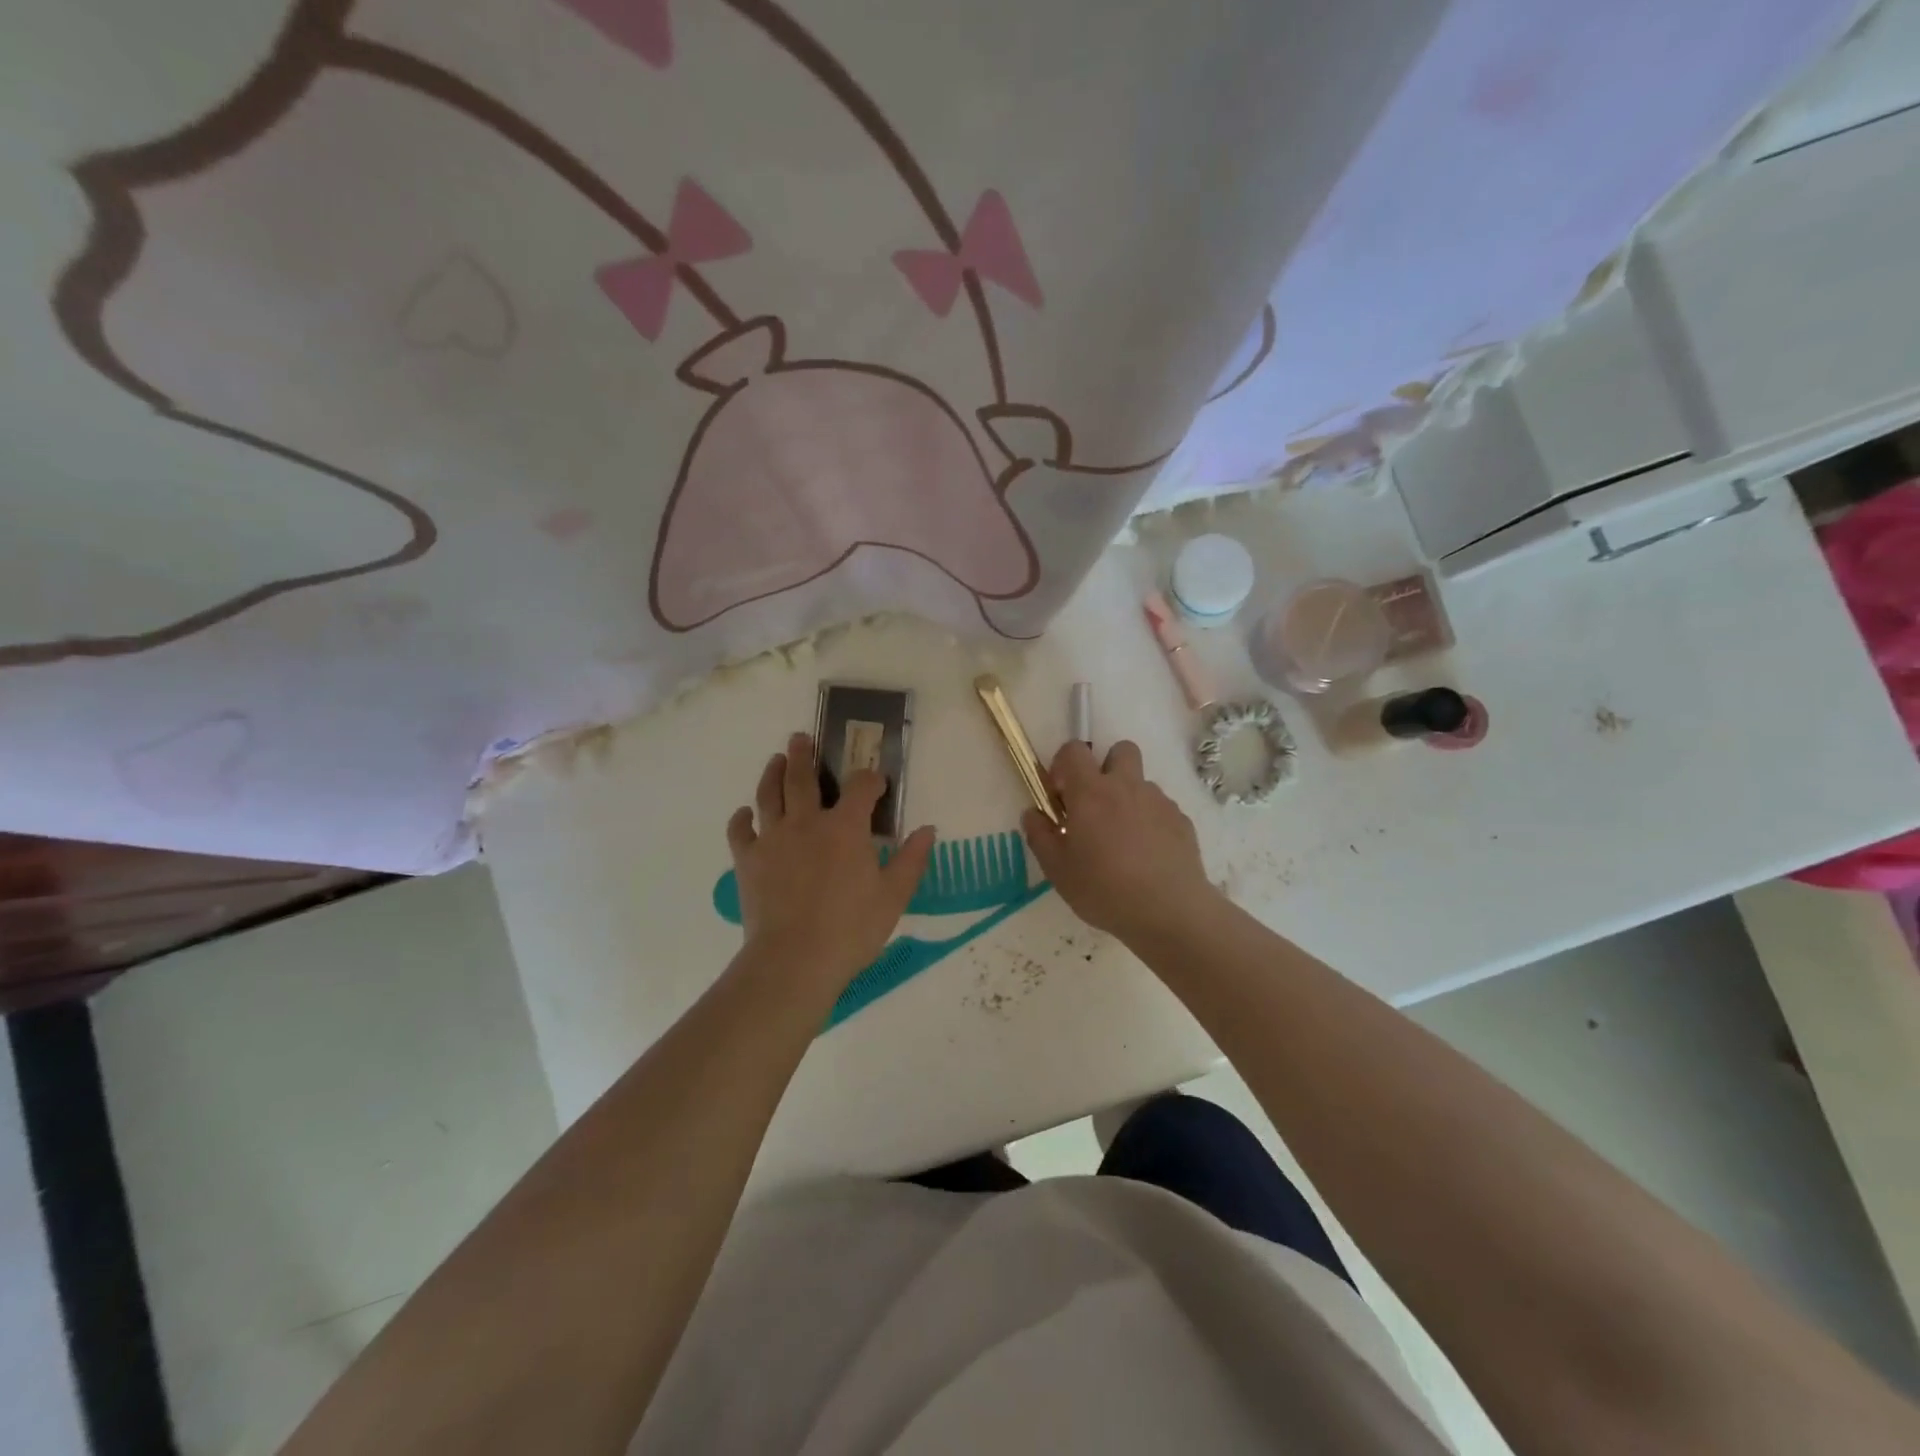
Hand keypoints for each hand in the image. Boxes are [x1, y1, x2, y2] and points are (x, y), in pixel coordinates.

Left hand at [726, 733, 934, 991]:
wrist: (794, 960)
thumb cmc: (851, 929)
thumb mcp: (894, 896)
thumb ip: (911, 859)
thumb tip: (928, 830)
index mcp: (846, 827)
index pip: (860, 786)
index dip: (870, 778)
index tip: (876, 782)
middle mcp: (807, 821)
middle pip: (803, 778)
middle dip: (804, 754)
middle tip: (801, 738)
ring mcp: (773, 838)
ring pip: (769, 794)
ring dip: (773, 773)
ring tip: (777, 760)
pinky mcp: (748, 860)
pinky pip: (741, 830)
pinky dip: (743, 818)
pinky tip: (747, 814)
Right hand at [1021, 740, 1219, 942]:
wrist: (1168, 911)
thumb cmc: (1103, 889)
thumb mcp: (1057, 869)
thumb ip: (1039, 835)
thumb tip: (1033, 813)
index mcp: (1091, 792)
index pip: (1074, 749)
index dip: (1064, 764)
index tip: (1061, 795)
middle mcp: (1127, 786)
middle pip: (1120, 749)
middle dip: (1106, 766)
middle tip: (1096, 804)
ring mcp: (1159, 801)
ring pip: (1141, 783)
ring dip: (1129, 799)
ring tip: (1123, 839)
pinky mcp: (1182, 821)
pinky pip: (1161, 809)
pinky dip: (1151, 822)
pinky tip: (1147, 856)